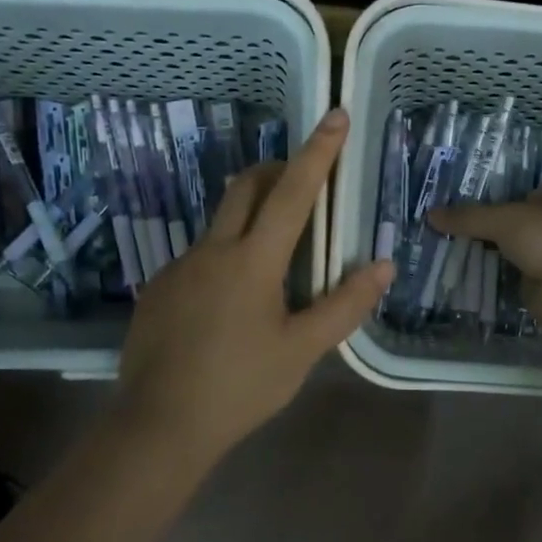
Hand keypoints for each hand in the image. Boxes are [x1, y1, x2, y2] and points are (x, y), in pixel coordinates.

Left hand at [114, 110, 393, 456]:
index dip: (317, 152)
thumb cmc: (240, 387)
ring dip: (250, 217)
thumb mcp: (302, 350)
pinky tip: (230, 303)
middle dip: (276, 169)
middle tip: (302, 179)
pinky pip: (199, 257)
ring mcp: (179, 267)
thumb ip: (344, 305)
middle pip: (245, 187)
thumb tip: (383, 265)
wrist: (158, 426)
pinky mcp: (158, 289)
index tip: (333, 116)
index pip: (291, 192)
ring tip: (273, 260)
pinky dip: (224, 257)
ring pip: (220, 223)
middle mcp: (212, 251)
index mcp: (253, 260)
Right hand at [430, 189, 541, 330]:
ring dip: (485, 258)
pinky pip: (507, 280)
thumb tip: (430, 214)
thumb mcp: (503, 221)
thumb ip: (468, 218)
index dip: (488, 202)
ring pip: (507, 254)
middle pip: (508, 227)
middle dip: (482, 232)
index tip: (456, 210)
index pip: (514, 197)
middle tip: (444, 234)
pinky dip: (491, 281)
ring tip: (445, 256)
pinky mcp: (539, 286)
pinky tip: (463, 280)